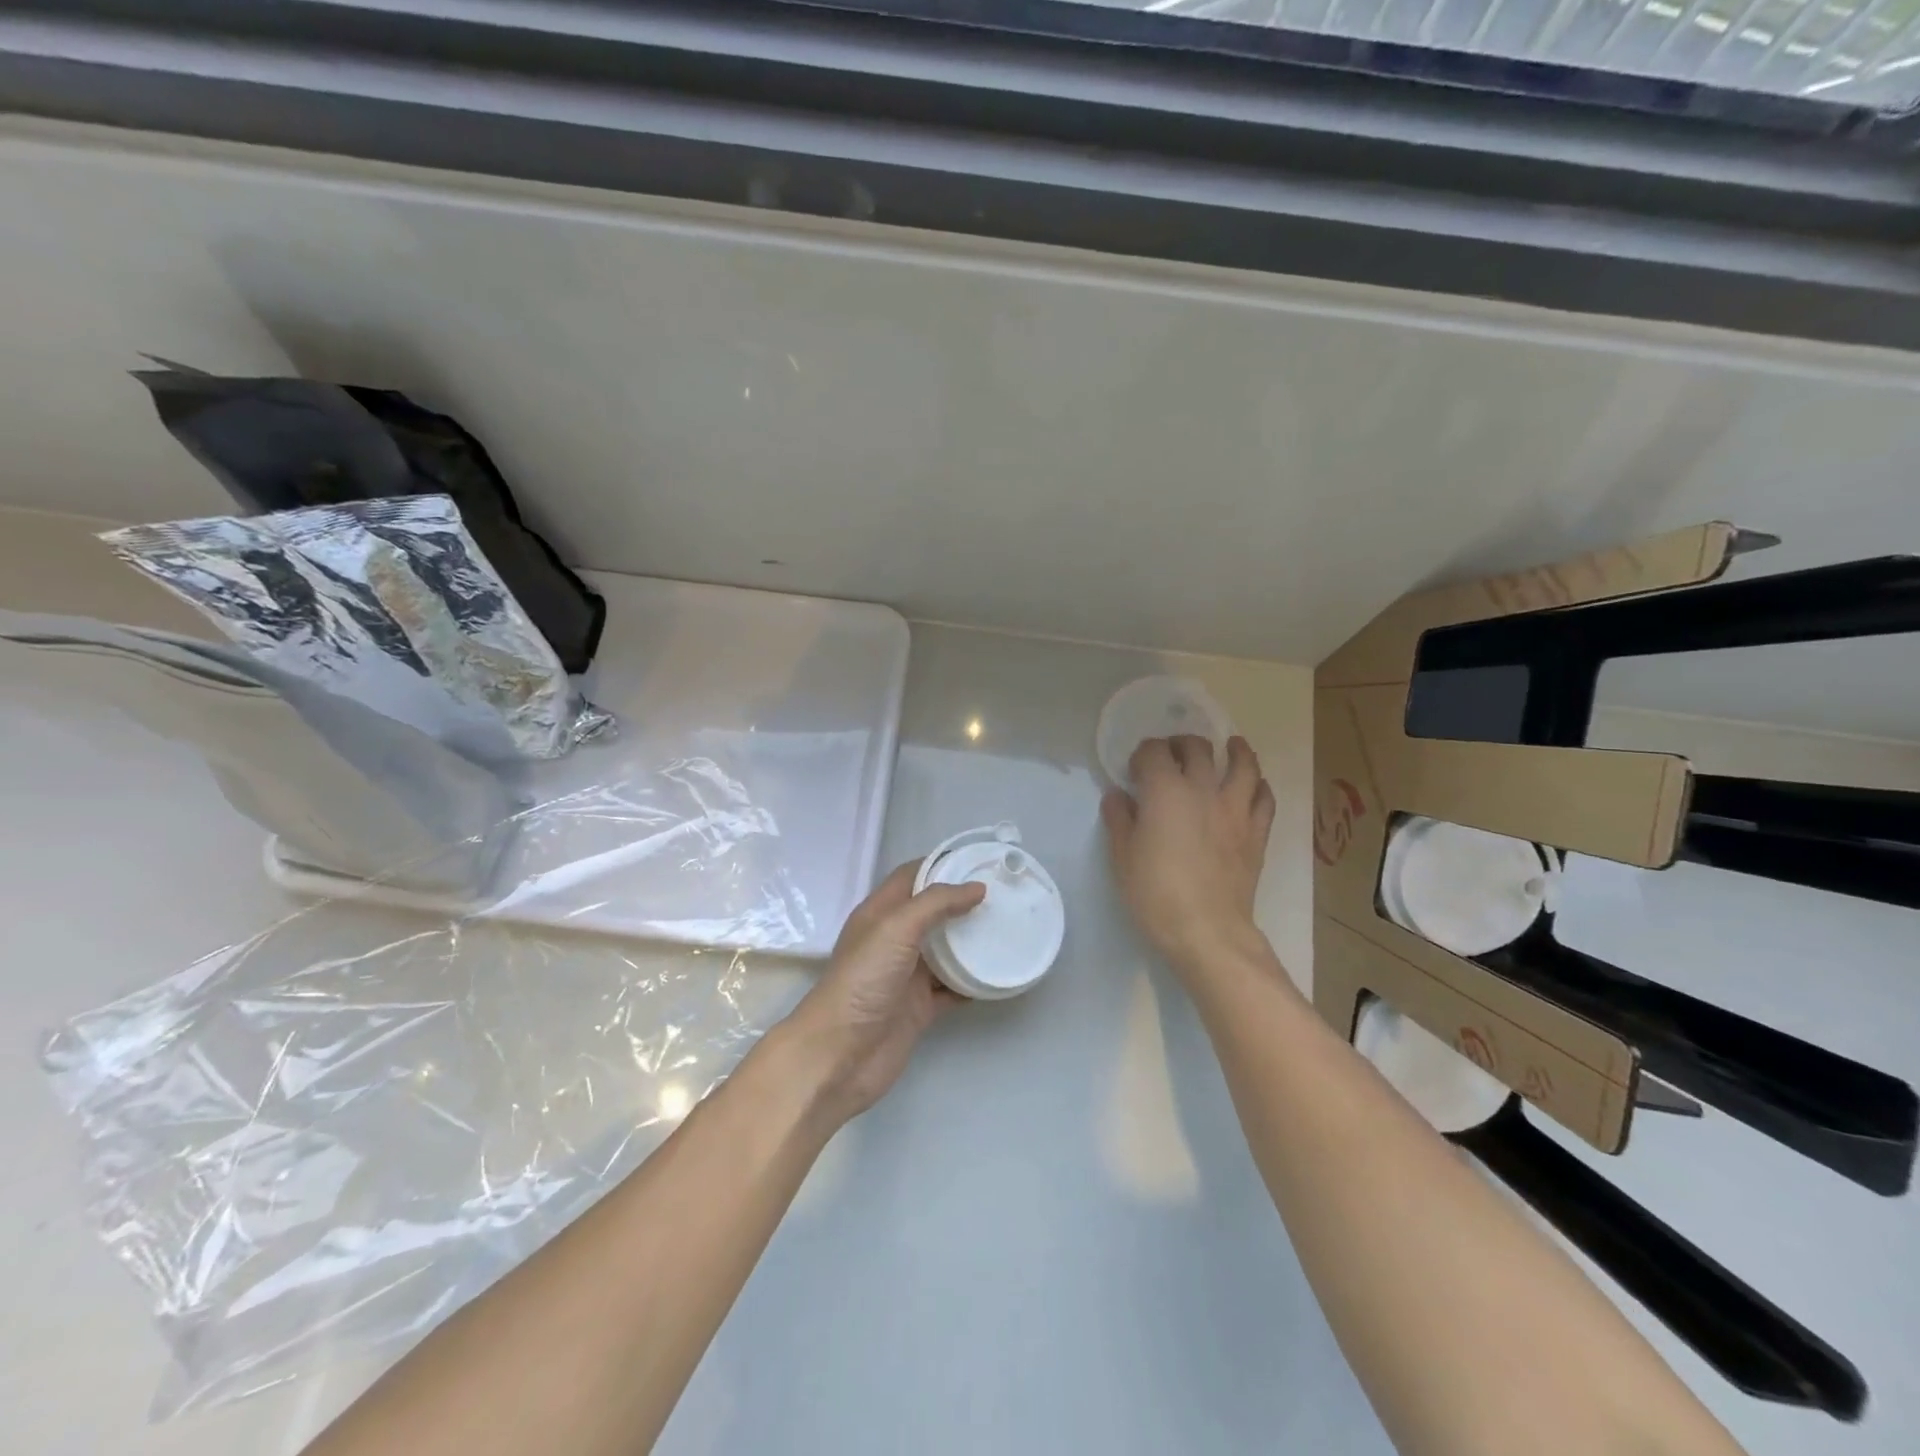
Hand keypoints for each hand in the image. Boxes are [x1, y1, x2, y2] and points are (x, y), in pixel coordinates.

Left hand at [779, 861, 985, 1126]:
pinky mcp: (919, 1008)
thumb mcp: (896, 928)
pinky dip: (973, 982)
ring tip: (1009, 928)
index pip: (913, 876)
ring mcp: (907, 975)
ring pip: (946, 950)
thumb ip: (935, 903)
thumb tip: (976, 888)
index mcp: (880, 913)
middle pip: (933, 912)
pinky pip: (952, 988)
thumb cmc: (863, 981)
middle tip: (1004, 894)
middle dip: (964, 902)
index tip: (980, 860)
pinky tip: (998, 974)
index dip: (942, 864)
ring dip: (972, 942)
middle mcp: (894, 940)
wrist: (840, 1055)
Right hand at [1102, 735, 1275, 979]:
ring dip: (1236, 751)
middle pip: (1198, 749)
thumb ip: (1119, 820)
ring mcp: (1235, 810)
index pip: (1154, 752)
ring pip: (1243, 765)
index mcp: (1165, 791)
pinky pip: (1265, 799)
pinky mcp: (1256, 833)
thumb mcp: (1122, 857)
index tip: (1135, 769)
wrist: (1207, 931)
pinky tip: (1256, 786)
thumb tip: (1118, 795)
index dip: (1142, 754)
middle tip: (1174, 752)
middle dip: (1182, 744)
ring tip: (1232, 746)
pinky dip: (1260, 786)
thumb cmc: (1156, 894)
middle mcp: (1203, 790)